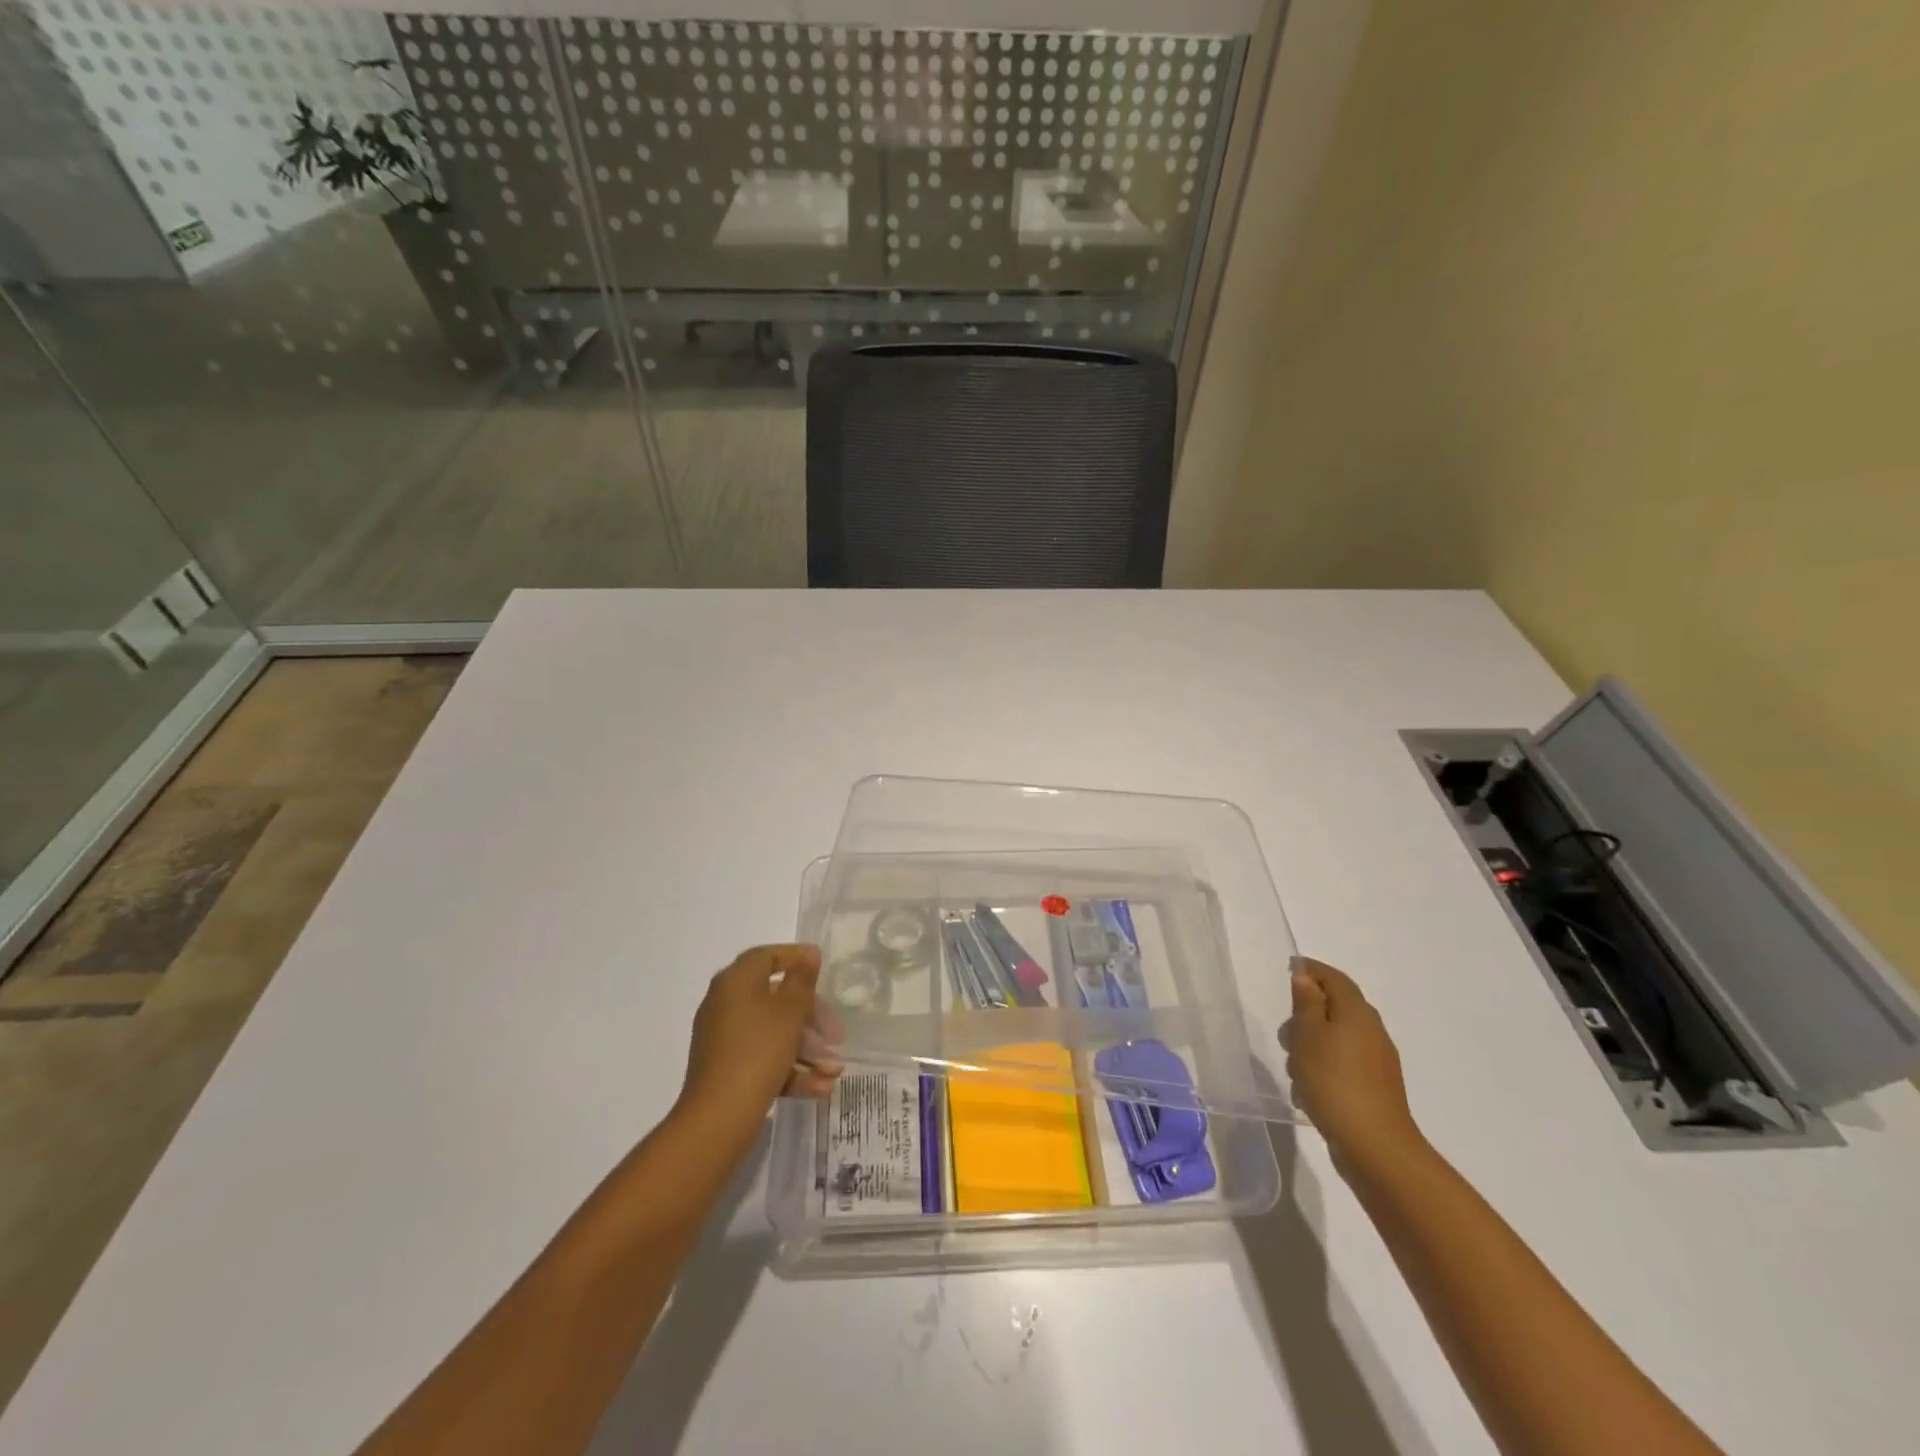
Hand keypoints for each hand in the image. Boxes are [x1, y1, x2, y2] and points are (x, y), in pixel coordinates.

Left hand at [678, 945, 838, 1133]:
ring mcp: (724, 1040)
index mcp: (736, 982)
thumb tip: (809, 954)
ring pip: (773, 1033)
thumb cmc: (758, 1051)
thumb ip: (802, 980)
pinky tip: (820, 1087)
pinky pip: (763, 1059)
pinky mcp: (727, 1070)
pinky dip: (790, 1069)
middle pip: (775, 999)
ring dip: (807, 1049)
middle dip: (811, 1017)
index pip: (766, 957)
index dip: (795, 958)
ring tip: (834, 1069)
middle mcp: (725, 1005)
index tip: (822, 968)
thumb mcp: (789, 1011)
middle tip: (837, 1034)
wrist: (718, 1118)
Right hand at [1285, 957, 1426, 1177]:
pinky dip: (1322, 1069)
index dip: (1311, 970)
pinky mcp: (1373, 1088)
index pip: (1334, 978)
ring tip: (1294, 1070)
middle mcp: (1371, 1032)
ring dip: (1311, 1047)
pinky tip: (1307, 1093)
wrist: (1374, 1146)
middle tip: (1285, 1034)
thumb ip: (1306, 1002)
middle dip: (1305, 1016)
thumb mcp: (1308, 1035)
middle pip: (1334, 1008)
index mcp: (1357, 1013)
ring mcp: (1376, 1062)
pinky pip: (1341, 1065)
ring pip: (1335, 1039)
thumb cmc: (1333, 1081)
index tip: (1289, 968)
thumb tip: (1305, 976)